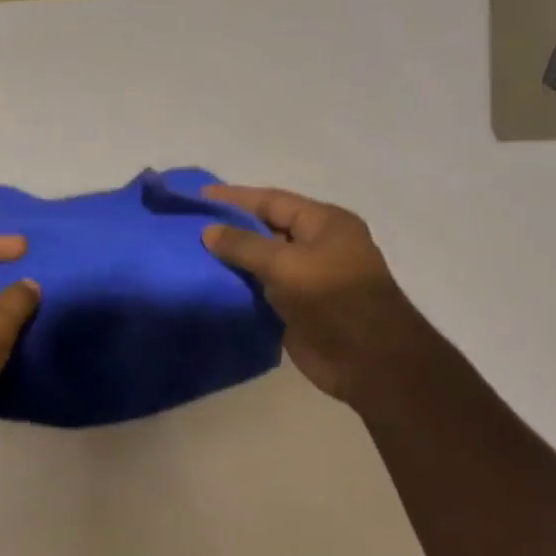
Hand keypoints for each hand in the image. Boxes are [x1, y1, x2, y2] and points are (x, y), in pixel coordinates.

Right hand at [201, 185, 400, 406]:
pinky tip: (208, 285)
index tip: (198, 195)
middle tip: (187, 227)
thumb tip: (207, 231)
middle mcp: (316, 245)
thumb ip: (244, 245)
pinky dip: (238, 287)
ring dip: (231, 260)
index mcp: (324, 223)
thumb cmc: (333, 300)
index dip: (234, 197)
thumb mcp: (285, 264)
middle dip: (229, 227)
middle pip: (266, 229)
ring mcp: (307, 278)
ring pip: (261, 261)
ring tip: (189, 255)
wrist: (368, 360)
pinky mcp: (296, 308)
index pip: (272, 200)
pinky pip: (261, 290)